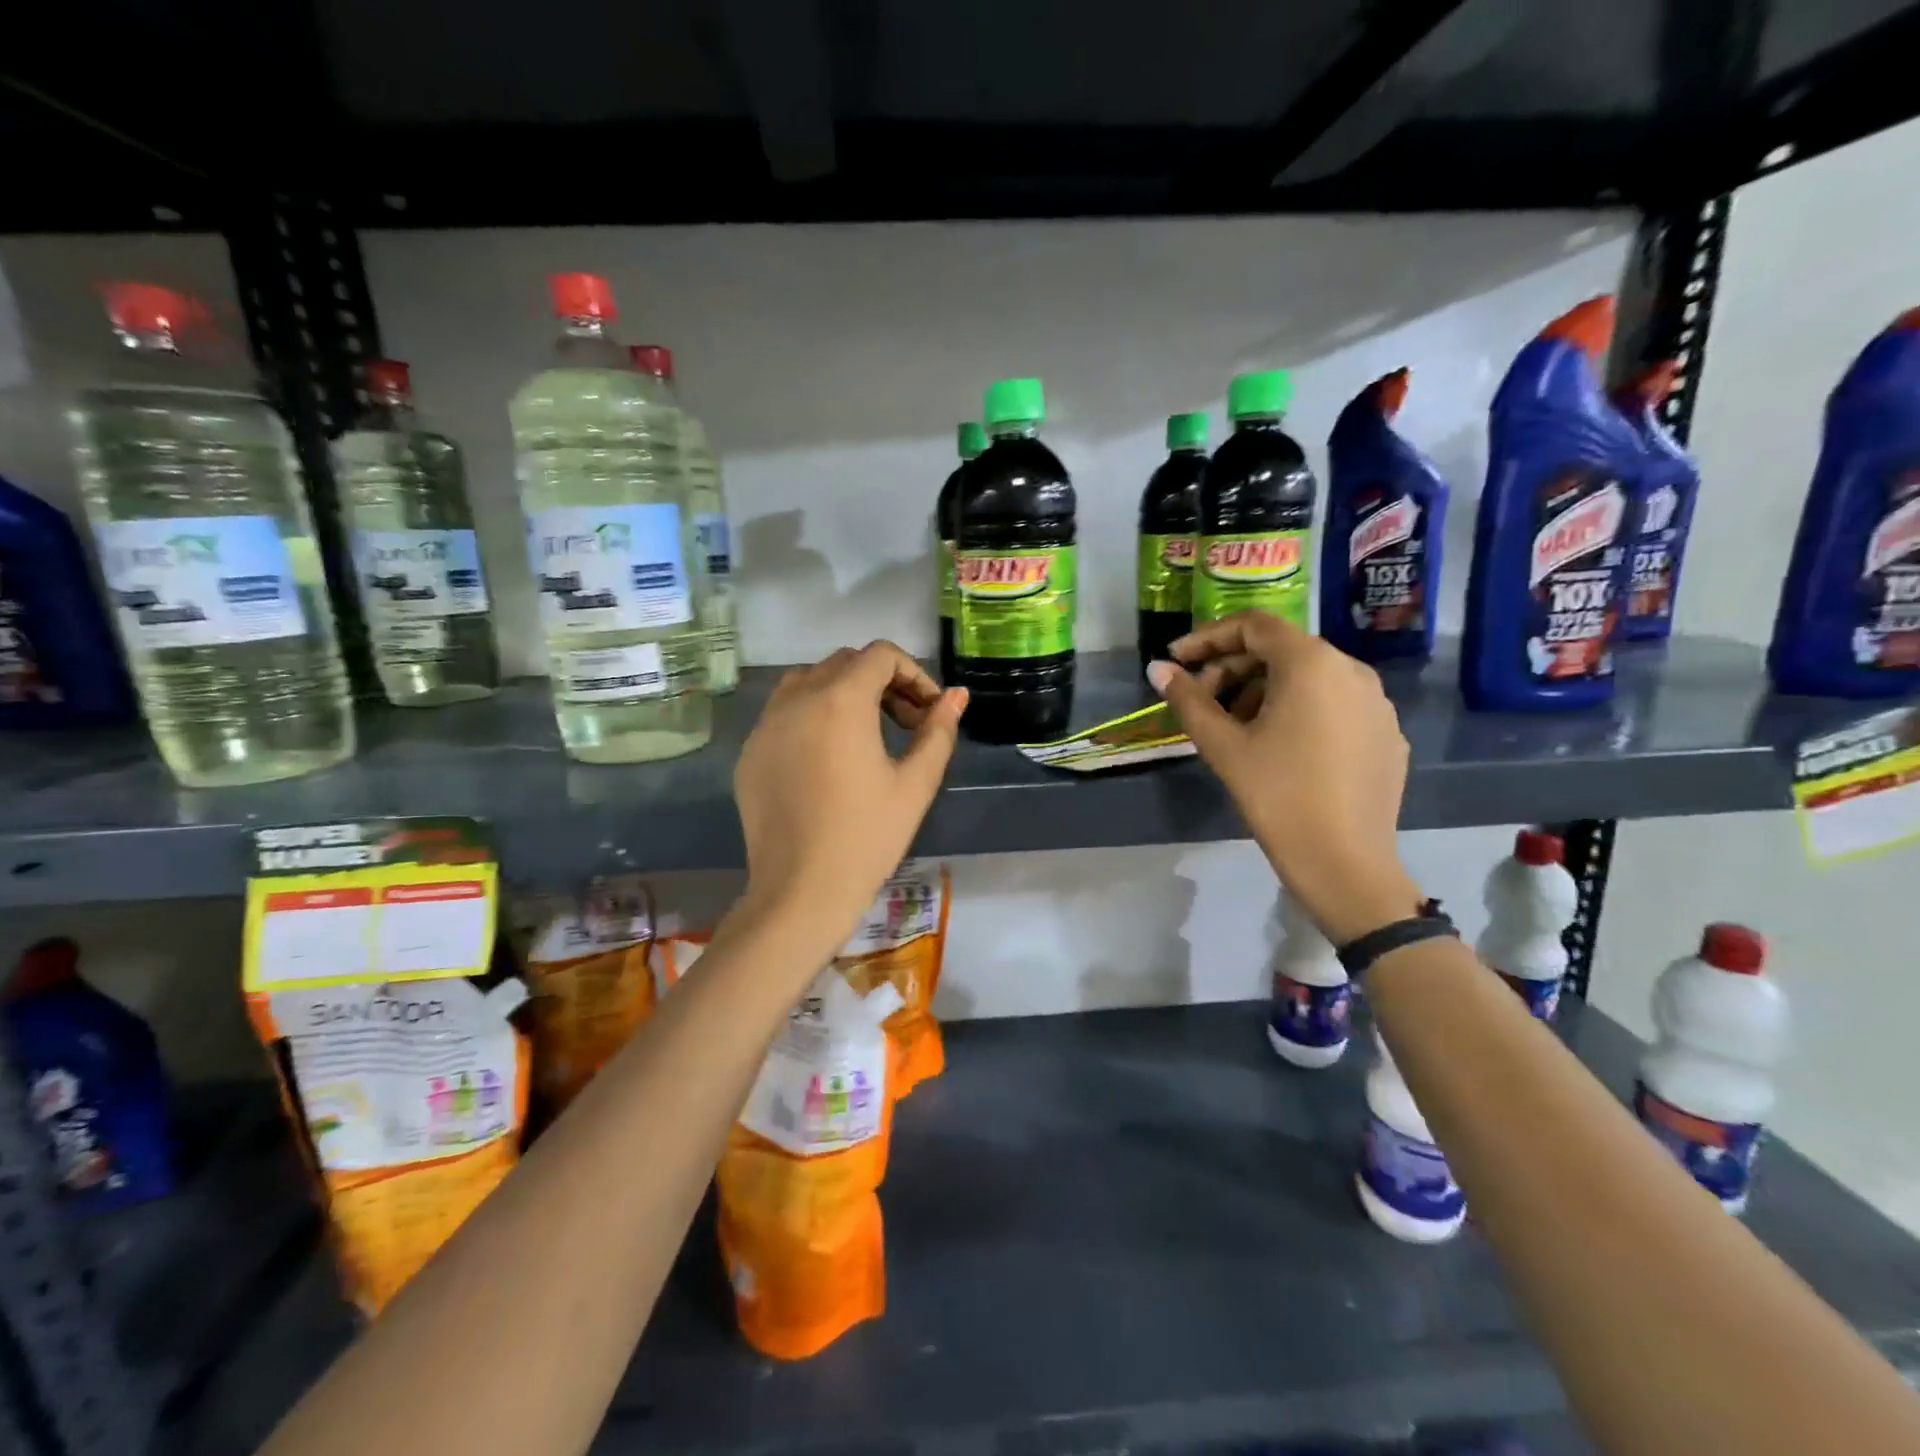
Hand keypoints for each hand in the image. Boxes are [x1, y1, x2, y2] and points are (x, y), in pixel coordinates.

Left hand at [732, 642, 965, 958]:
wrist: (801, 891)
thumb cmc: (868, 836)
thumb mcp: (915, 783)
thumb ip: (938, 731)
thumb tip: (956, 696)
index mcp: (840, 700)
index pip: (880, 655)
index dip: (914, 674)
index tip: (929, 712)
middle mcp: (796, 699)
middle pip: (845, 663)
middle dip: (882, 682)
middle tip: (906, 724)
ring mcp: (766, 724)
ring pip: (808, 681)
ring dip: (843, 692)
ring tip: (866, 734)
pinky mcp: (750, 751)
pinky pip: (783, 712)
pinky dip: (812, 715)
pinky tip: (828, 759)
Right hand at [1146, 611, 1420, 943]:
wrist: (1344, 861)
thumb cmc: (1277, 795)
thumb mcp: (1223, 745)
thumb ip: (1187, 700)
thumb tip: (1157, 669)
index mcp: (1312, 663)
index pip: (1254, 626)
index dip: (1208, 637)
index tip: (1177, 660)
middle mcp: (1352, 670)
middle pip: (1282, 650)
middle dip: (1233, 668)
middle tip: (1200, 699)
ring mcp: (1377, 703)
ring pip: (1310, 677)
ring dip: (1264, 689)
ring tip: (1236, 727)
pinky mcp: (1387, 734)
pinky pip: (1335, 704)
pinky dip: (1300, 710)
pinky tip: (1280, 747)